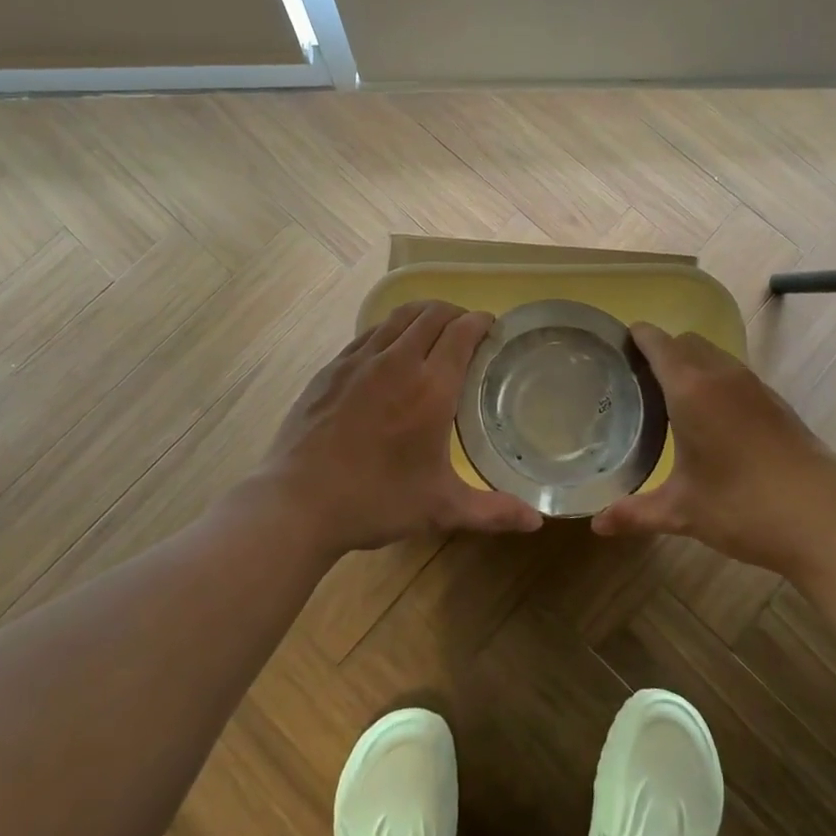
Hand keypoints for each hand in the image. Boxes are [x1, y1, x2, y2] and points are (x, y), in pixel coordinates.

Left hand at [256, 300, 544, 555]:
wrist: (298, 502)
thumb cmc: (376, 501)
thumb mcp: (441, 509)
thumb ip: (493, 511)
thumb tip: (537, 521)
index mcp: (431, 387)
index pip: (462, 332)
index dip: (481, 322)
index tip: (492, 328)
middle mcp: (397, 361)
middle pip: (432, 314)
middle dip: (455, 313)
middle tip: (466, 330)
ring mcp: (359, 360)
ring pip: (398, 317)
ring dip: (422, 315)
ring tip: (432, 331)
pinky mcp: (331, 368)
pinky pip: (369, 333)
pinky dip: (389, 330)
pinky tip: (389, 351)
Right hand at [592, 323, 835, 575]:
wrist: (825, 522)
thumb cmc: (743, 508)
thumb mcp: (682, 511)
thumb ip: (635, 513)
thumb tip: (595, 525)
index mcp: (691, 389)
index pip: (657, 342)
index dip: (636, 337)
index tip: (617, 348)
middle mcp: (722, 376)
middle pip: (686, 342)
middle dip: (662, 351)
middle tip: (639, 381)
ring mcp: (755, 386)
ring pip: (714, 356)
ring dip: (692, 364)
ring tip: (673, 399)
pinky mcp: (778, 402)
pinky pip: (736, 375)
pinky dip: (717, 382)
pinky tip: (714, 421)